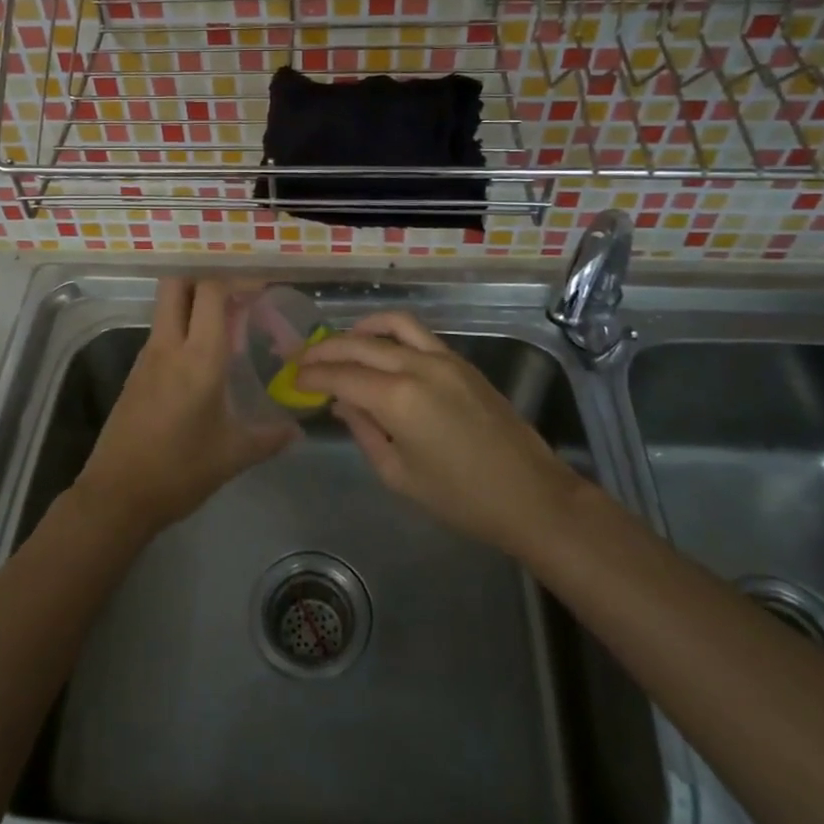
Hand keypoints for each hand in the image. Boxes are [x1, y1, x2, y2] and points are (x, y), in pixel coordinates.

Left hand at [75, 278, 294, 535]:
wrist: (117, 496)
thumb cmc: (179, 472)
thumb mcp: (233, 455)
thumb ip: (270, 437)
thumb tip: (297, 430)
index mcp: (198, 358)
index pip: (211, 291)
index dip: (236, 280)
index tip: (261, 287)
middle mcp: (169, 346)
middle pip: (177, 283)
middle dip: (205, 278)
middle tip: (237, 295)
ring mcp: (147, 357)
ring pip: (167, 307)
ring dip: (194, 303)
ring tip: (230, 324)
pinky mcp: (136, 373)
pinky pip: (162, 332)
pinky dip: (184, 328)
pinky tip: (205, 356)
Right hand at [295, 311, 580, 554]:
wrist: (530, 496)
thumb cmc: (460, 498)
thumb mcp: (398, 474)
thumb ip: (363, 431)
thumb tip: (341, 403)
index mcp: (397, 399)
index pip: (341, 375)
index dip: (312, 375)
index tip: (293, 378)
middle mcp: (417, 366)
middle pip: (358, 344)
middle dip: (325, 349)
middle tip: (303, 359)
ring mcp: (443, 359)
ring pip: (391, 324)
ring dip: (359, 329)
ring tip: (340, 343)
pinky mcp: (461, 361)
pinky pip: (417, 333)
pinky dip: (390, 332)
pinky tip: (379, 348)